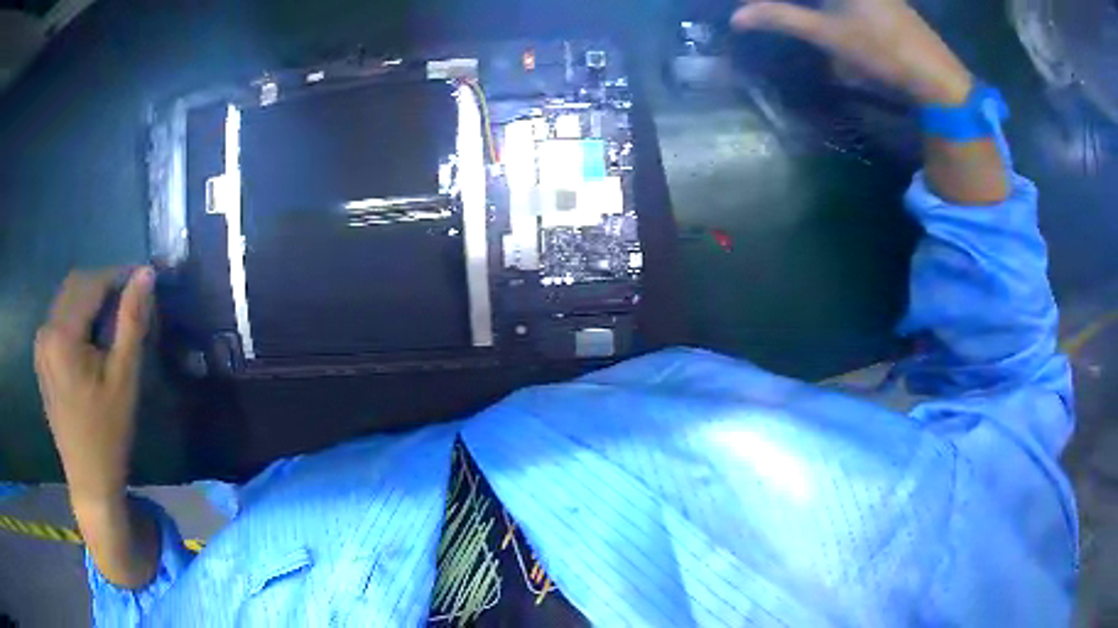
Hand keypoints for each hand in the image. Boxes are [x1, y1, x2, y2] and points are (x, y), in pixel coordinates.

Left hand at [35, 267, 154, 506]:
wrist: (89, 480)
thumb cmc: (108, 435)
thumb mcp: (124, 379)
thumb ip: (132, 322)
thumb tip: (146, 274)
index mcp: (61, 336)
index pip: (91, 283)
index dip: (118, 276)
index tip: (143, 279)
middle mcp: (45, 331)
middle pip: (75, 286)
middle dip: (104, 287)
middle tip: (130, 303)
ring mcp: (40, 345)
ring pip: (67, 300)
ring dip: (90, 301)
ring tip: (113, 323)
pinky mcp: (41, 357)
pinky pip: (60, 319)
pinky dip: (78, 318)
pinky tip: (92, 341)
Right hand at [732, 0, 973, 105]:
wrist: (936, 74)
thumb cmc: (881, 49)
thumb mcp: (827, 34)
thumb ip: (781, 18)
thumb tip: (738, 16)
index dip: (773, 1)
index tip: (750, 7)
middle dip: (789, 4)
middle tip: (766, 11)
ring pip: (831, 0)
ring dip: (809, 7)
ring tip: (790, 14)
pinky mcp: (884, 0)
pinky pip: (847, 2)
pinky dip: (830, 7)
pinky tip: (825, 16)